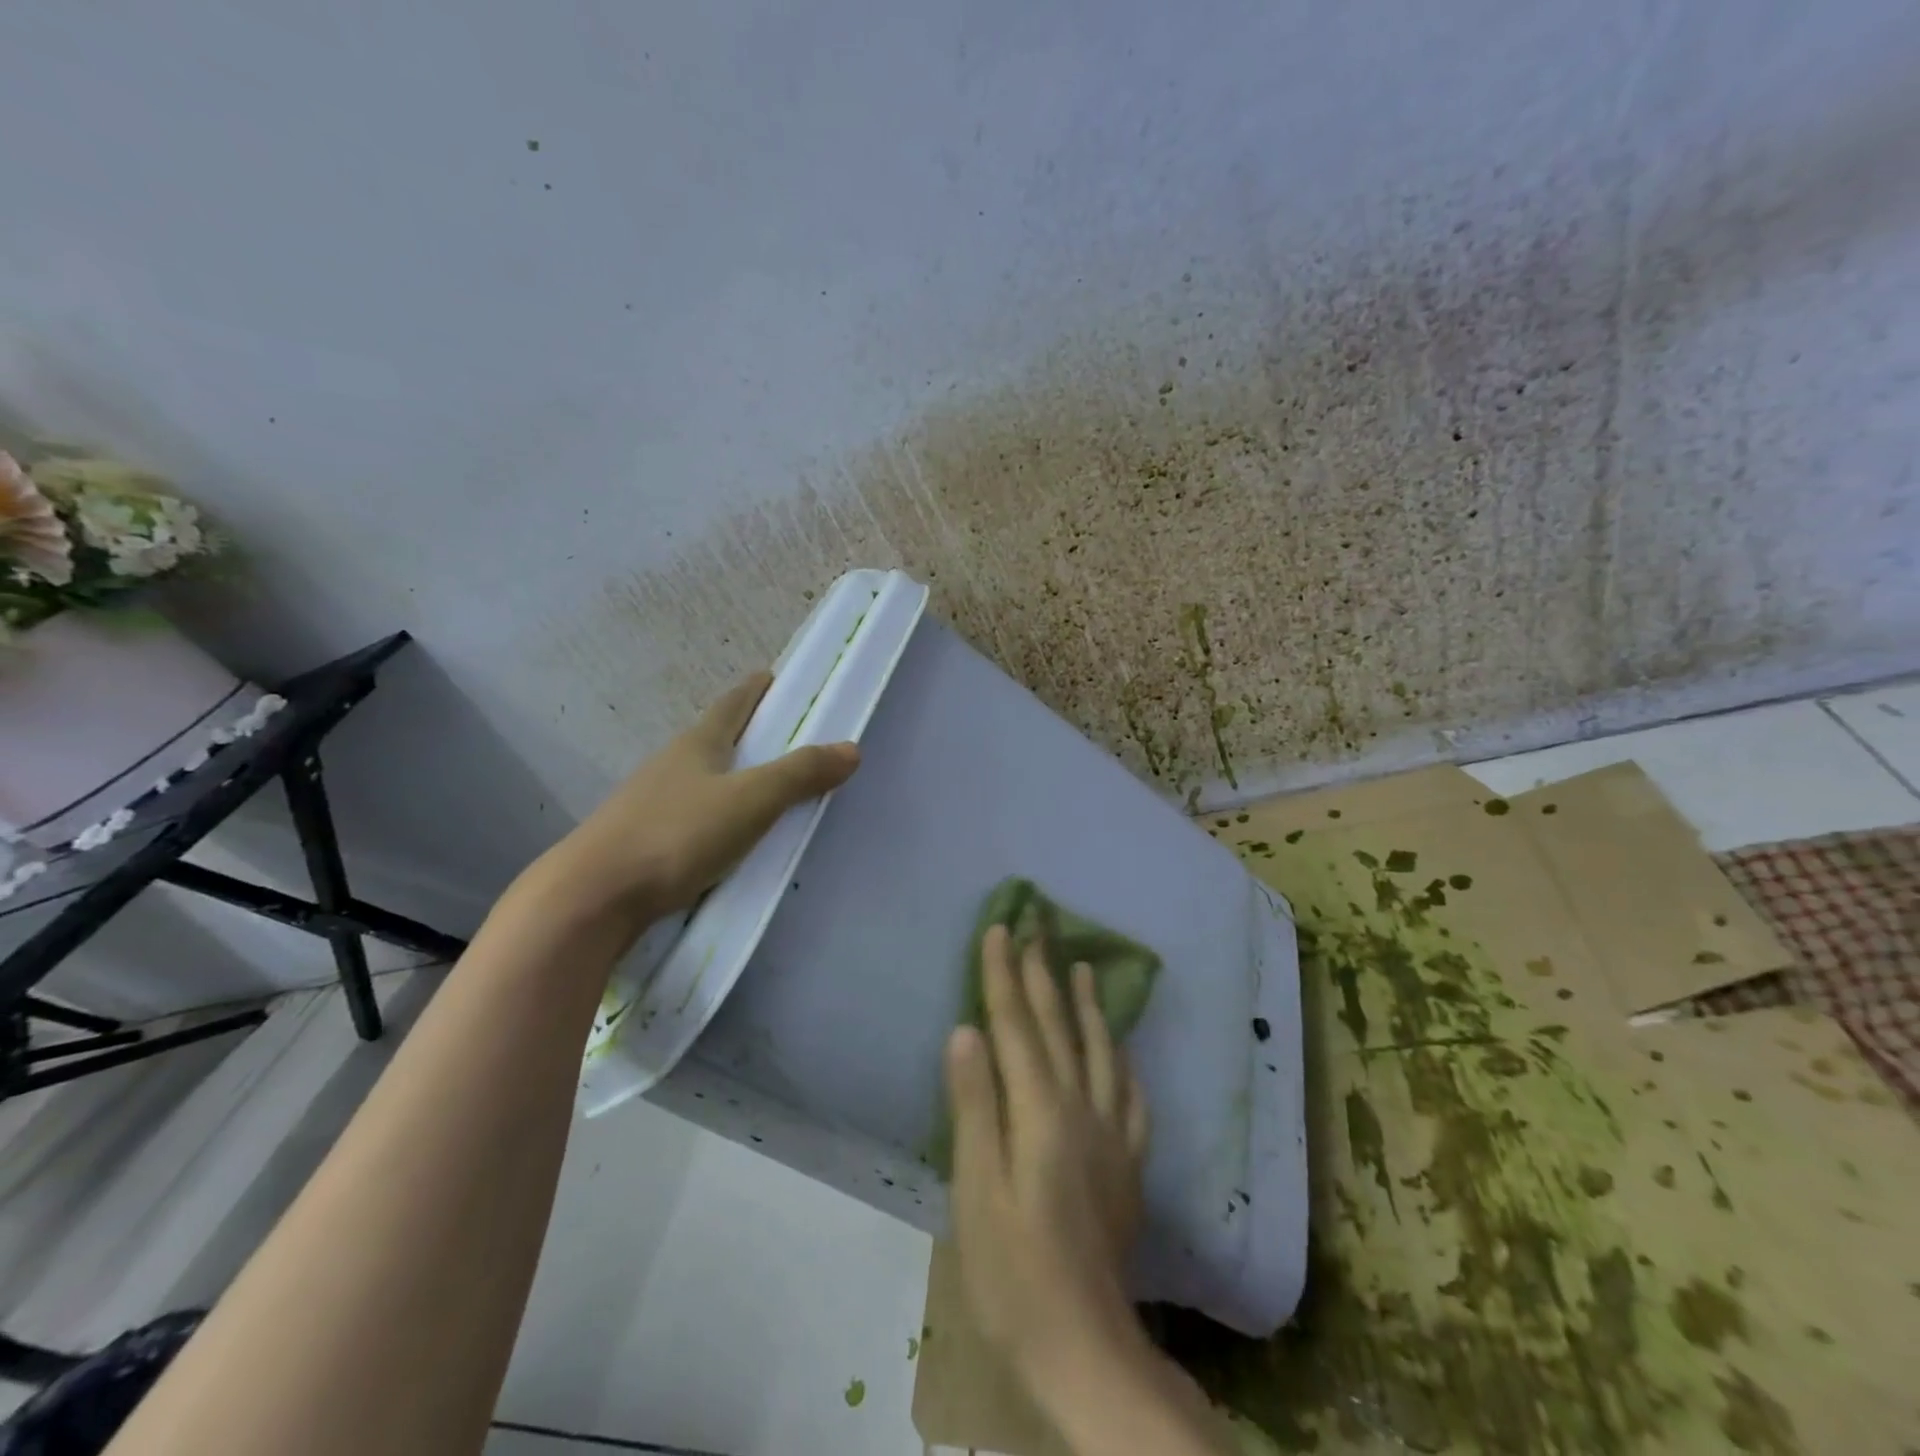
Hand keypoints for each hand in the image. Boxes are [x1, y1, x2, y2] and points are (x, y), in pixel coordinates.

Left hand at [532, 672, 858, 944]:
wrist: (592, 898)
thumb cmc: (676, 835)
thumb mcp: (750, 801)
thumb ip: (800, 775)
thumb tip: (851, 748)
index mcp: (698, 744)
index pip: (733, 704)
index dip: (756, 688)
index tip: (775, 676)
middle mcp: (671, 765)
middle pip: (715, 738)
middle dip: (747, 732)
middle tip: (783, 736)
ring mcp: (650, 803)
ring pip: (700, 779)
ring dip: (730, 776)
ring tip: (761, 788)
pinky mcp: (641, 841)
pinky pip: (691, 815)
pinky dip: (716, 814)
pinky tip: (726, 836)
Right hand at [945, 925, 1150, 1377]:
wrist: (1083, 1342)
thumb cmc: (1011, 1268)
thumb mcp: (976, 1189)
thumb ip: (974, 1104)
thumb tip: (967, 1030)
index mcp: (1040, 1112)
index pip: (1017, 1026)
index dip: (1004, 975)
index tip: (1001, 928)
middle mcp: (1081, 1109)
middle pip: (1059, 1027)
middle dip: (1043, 974)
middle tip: (1038, 929)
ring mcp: (1112, 1135)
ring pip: (1101, 1051)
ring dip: (1088, 1005)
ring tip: (1083, 967)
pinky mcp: (1128, 1163)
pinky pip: (1131, 1095)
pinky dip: (1123, 1061)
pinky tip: (1121, 1049)